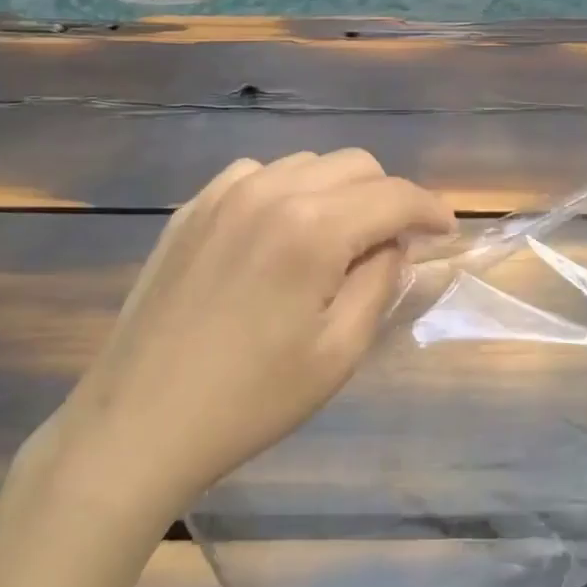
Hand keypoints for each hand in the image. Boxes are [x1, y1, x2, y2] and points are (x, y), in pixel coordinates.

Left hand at [36, 151, 454, 516]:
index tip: (446, 230)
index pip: (395, 196)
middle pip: (355, 165)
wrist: (140, 422)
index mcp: (314, 227)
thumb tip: (393, 244)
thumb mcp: (339, 351)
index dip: (430, 209)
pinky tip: (279, 234)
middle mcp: (271, 190)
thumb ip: (380, 282)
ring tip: (336, 239)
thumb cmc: (251, 399)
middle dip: (387, 196)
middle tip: (394, 243)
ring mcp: (223, 194)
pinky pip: (257, 175)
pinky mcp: (191, 209)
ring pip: (307, 164)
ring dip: (337, 191)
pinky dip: (286, 192)